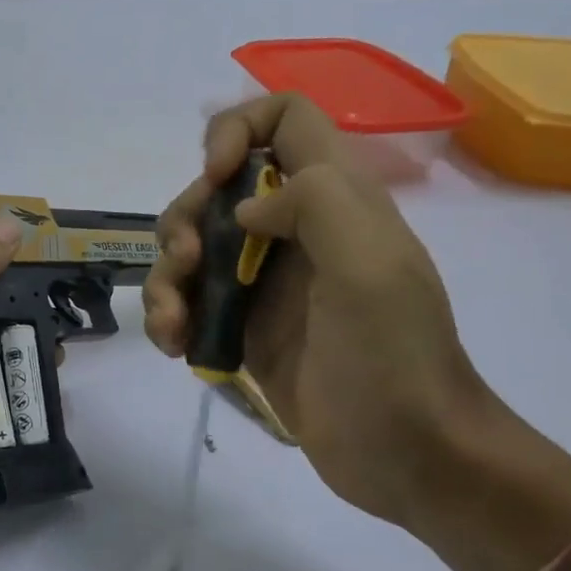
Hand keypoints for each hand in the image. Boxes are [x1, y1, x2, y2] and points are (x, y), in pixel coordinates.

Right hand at [143, 94, 490, 528]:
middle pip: (215, 189)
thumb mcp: (370, 266)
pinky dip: (169, 317)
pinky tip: (174, 347)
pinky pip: (189, 302)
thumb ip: (314, 203)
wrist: (405, 452)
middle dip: (184, 220)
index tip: (215, 180)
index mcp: (333, 199)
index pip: (284, 118)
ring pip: (191, 249)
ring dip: (165, 279)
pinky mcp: (243, 328)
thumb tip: (243, 208)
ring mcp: (265, 283)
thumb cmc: (392, 357)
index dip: (237, 130)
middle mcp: (294, 230)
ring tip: (171, 326)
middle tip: (187, 266)